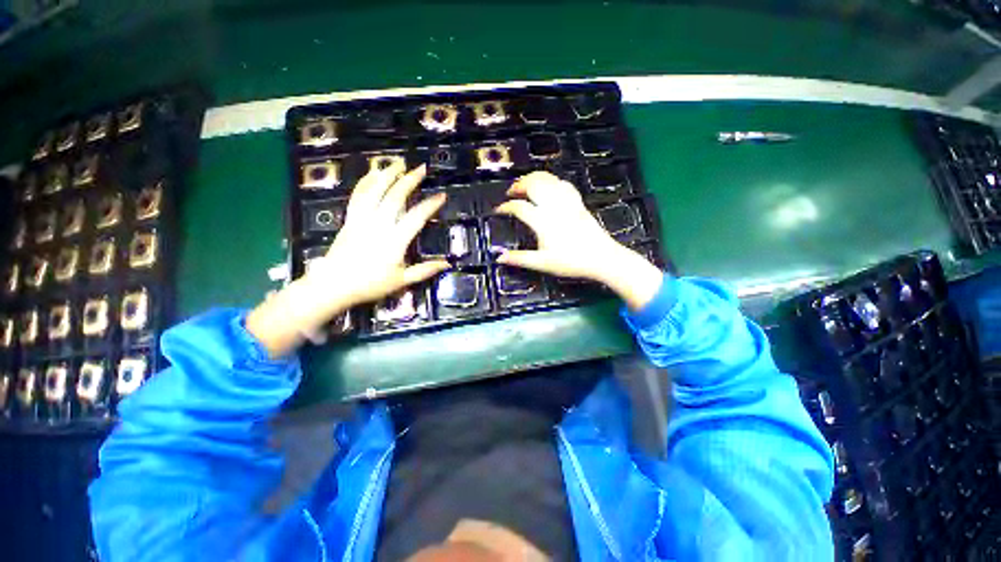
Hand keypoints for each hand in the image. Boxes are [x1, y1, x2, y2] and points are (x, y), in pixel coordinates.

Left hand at [247, 163, 448, 356]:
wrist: (334, 285)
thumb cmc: (370, 284)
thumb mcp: (402, 281)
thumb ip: (425, 270)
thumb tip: (448, 264)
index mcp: (394, 241)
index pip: (416, 217)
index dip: (430, 205)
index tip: (441, 196)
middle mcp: (378, 225)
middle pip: (395, 197)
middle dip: (410, 180)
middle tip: (421, 168)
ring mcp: (362, 219)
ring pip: (375, 191)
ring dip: (387, 174)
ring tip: (397, 162)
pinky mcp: (350, 219)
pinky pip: (358, 196)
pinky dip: (366, 182)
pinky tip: (373, 174)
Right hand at [495, 171, 662, 310]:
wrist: (601, 258)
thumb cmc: (571, 262)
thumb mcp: (542, 263)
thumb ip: (520, 259)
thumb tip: (499, 258)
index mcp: (543, 221)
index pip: (520, 207)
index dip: (506, 206)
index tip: (498, 210)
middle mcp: (554, 207)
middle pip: (534, 185)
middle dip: (519, 184)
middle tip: (511, 192)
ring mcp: (567, 202)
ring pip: (548, 180)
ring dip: (534, 178)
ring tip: (525, 184)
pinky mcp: (578, 202)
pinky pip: (563, 184)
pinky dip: (552, 180)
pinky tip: (549, 185)